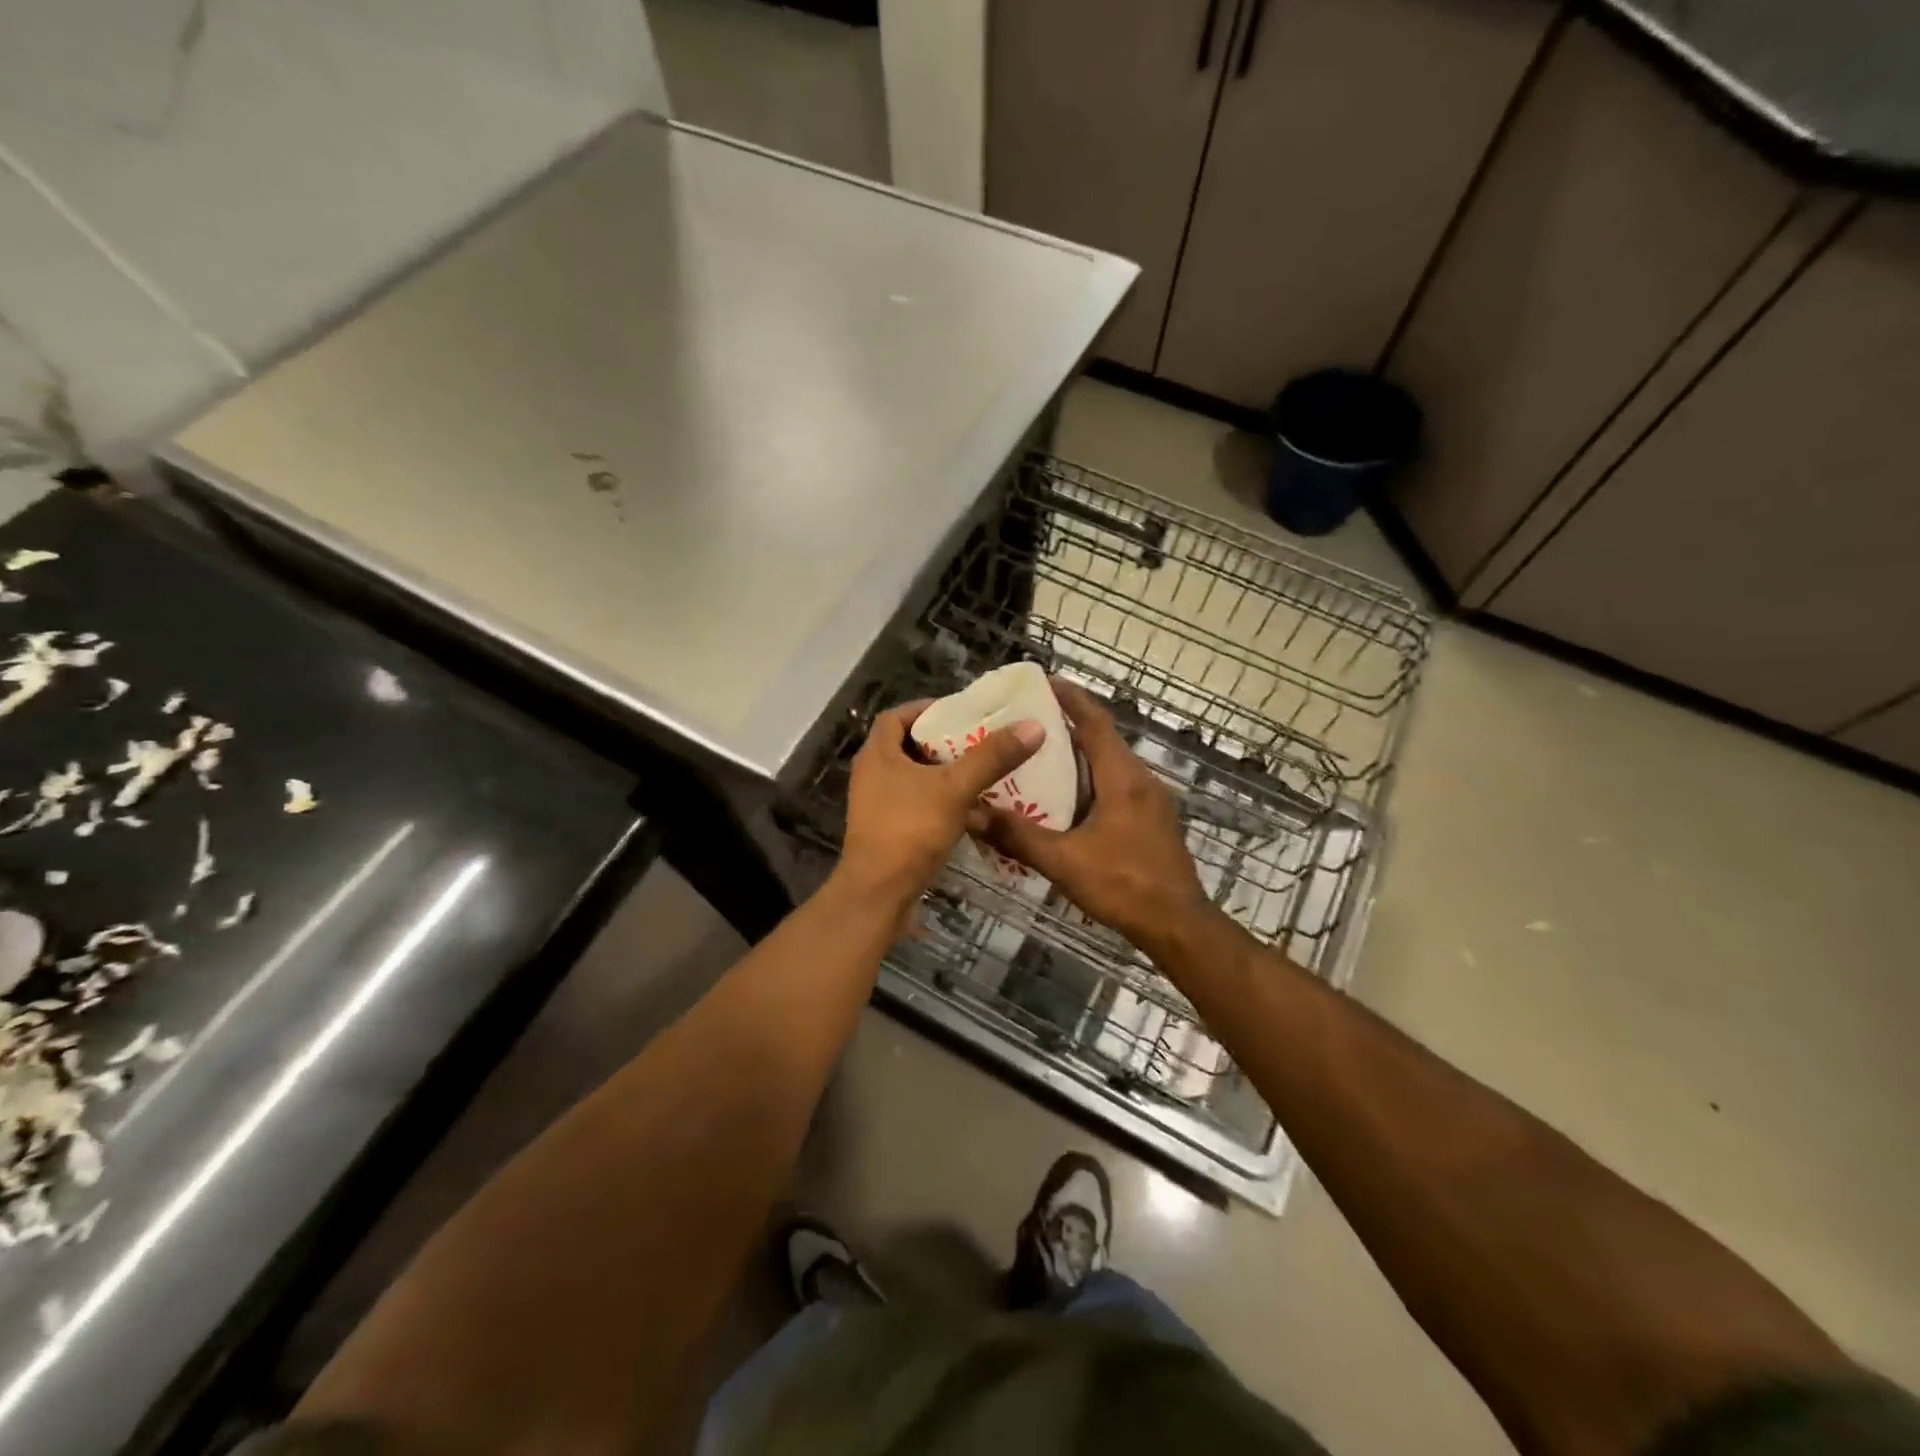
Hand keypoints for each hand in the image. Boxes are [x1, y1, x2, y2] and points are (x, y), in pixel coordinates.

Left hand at [837, 698, 1042, 907]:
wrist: (879, 894)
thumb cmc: (910, 831)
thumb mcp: (955, 788)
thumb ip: (991, 757)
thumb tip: (1032, 726)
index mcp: (877, 754)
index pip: (897, 716)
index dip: (926, 709)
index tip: (960, 711)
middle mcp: (871, 775)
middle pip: (906, 746)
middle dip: (942, 742)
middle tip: (979, 740)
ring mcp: (876, 805)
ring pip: (912, 778)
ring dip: (942, 773)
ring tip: (981, 771)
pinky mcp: (886, 831)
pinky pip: (915, 804)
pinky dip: (939, 800)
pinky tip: (969, 808)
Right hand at [977, 681, 1213, 955]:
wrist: (1178, 924)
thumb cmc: (1123, 885)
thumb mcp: (1063, 861)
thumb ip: (1017, 836)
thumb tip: (971, 814)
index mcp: (1122, 777)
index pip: (1095, 722)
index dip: (1071, 699)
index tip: (1043, 682)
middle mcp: (1140, 779)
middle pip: (1102, 739)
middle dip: (1067, 725)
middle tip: (1027, 721)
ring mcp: (1150, 800)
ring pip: (1110, 764)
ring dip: (1078, 754)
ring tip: (1038, 756)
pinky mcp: (1151, 820)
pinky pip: (1116, 785)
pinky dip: (1089, 779)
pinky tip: (1064, 799)